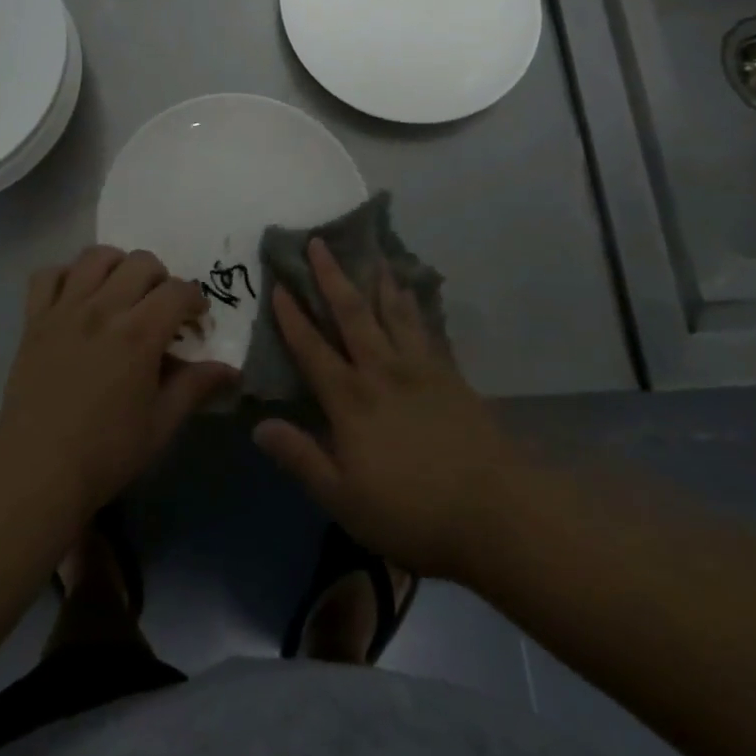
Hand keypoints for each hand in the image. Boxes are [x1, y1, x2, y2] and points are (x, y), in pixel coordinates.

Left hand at [0, 246, 238, 518]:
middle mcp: (103, 309)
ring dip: (116, 265)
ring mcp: (65, 309)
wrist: (36, 469)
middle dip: (160, 278)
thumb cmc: (106, 452)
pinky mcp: (34, 319)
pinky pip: (48, 274)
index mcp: (139, 333)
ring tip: (121, 290)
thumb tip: (231, 370)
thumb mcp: (161, 424)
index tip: (195, 321)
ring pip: (95, 256)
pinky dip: (66, 275)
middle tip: (160, 307)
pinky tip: (77, 296)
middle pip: (140, 262)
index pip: (178, 291)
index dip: (195, 300)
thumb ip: (195, 387)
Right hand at [253, 240, 510, 580]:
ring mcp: (420, 369)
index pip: (312, 349)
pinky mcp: (450, 375)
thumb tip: (259, 425)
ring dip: (377, 280)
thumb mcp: (344, 499)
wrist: (496, 513)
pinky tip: (412, 293)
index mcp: (350, 400)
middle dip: (331, 276)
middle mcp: (381, 371)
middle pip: (351, 314)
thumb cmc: (412, 512)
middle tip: (319, 242)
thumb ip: (301, 458)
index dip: (292, 316)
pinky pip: (426, 328)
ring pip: (392, 312)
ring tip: (371, 253)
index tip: (279, 284)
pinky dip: (415, 305)